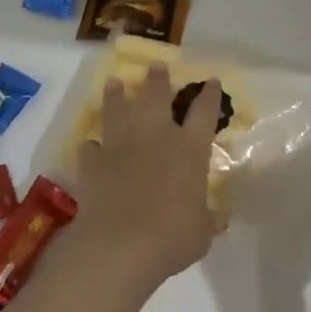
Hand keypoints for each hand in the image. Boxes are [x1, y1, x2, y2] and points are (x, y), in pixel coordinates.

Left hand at [69, 64, 221, 293]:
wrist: (120, 246)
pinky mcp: (93, 162)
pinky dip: (94, 145)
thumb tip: (218, 218)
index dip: (208, 94)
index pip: (204, 111)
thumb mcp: (203, 231)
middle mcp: (155, 136)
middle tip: (156, 66)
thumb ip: (209, 219)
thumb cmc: (172, 237)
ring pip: (117, 108)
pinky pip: (92, 146)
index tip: (210, 80)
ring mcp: (120, 146)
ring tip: (114, 83)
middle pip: (156, 96)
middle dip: (157, 79)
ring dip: (116, 94)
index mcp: (189, 149)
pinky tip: (93, 145)